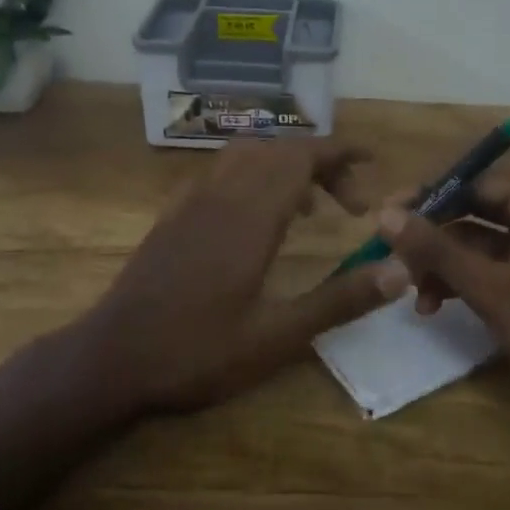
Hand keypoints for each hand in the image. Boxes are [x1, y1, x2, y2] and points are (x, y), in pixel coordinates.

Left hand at [85, 140, 405, 414]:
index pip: (302, 157)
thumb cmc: (196, 351)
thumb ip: (339, 301)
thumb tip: (399, 270)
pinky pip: (221, 172)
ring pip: (247, 155)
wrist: (110, 358)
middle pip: (280, 151)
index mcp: (250, 216)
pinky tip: (256, 215)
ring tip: (311, 205)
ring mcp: (191, 201)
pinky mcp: (173, 214)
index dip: (340, 151)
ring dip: (286, 166)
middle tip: (352, 204)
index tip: (372, 160)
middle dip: (323, 164)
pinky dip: (253, 175)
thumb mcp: (277, 337)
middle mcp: (221, 194)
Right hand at [375, 171, 509, 407]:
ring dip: (443, 265)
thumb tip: (384, 215)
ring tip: (412, 294)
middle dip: (432, 237)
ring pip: (478, 244)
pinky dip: (463, 283)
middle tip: (392, 258)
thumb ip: (436, 250)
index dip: (428, 196)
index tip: (385, 214)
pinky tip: (435, 307)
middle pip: (473, 212)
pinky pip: (491, 270)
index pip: (472, 181)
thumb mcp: (491, 288)